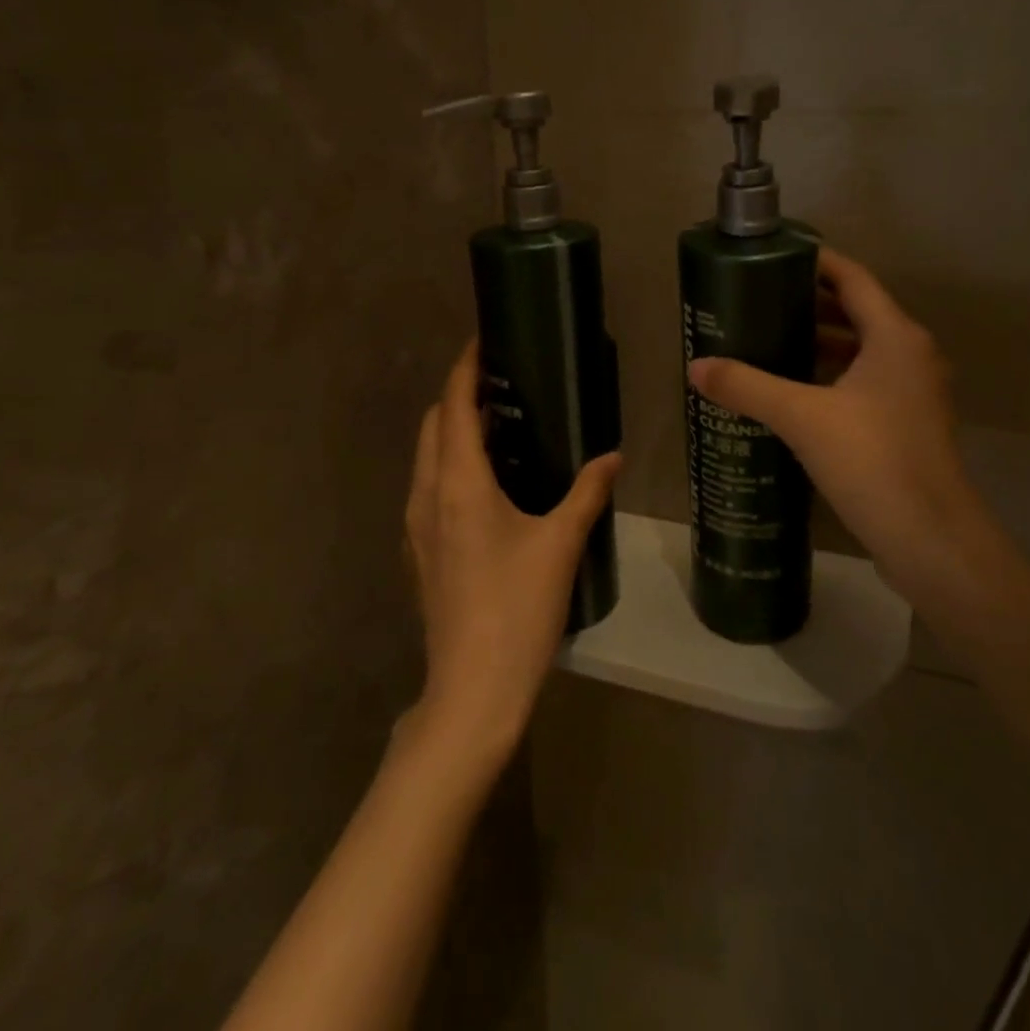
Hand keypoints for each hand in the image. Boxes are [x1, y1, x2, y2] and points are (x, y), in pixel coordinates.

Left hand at [403, 340, 620, 762]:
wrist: (473, 689)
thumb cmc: (517, 608)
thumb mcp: (560, 544)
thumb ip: (588, 492)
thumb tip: (614, 456)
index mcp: (458, 484)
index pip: (453, 406)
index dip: (464, 368)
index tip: (482, 341)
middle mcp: (427, 495)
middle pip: (432, 425)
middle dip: (457, 395)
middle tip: (499, 382)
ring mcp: (416, 526)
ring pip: (426, 457)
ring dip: (451, 431)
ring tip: (496, 424)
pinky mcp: (419, 552)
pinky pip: (427, 487)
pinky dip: (448, 465)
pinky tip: (486, 483)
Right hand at [687, 249, 988, 606]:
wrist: (930, 540)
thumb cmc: (872, 461)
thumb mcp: (802, 418)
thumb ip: (747, 387)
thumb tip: (695, 367)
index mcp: (895, 336)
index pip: (852, 278)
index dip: (815, 263)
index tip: (771, 259)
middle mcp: (911, 355)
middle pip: (857, 312)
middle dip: (809, 304)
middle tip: (758, 302)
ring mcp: (913, 392)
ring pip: (861, 350)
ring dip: (820, 342)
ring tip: (768, 341)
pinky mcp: (907, 424)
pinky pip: (864, 382)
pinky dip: (831, 376)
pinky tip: (794, 392)